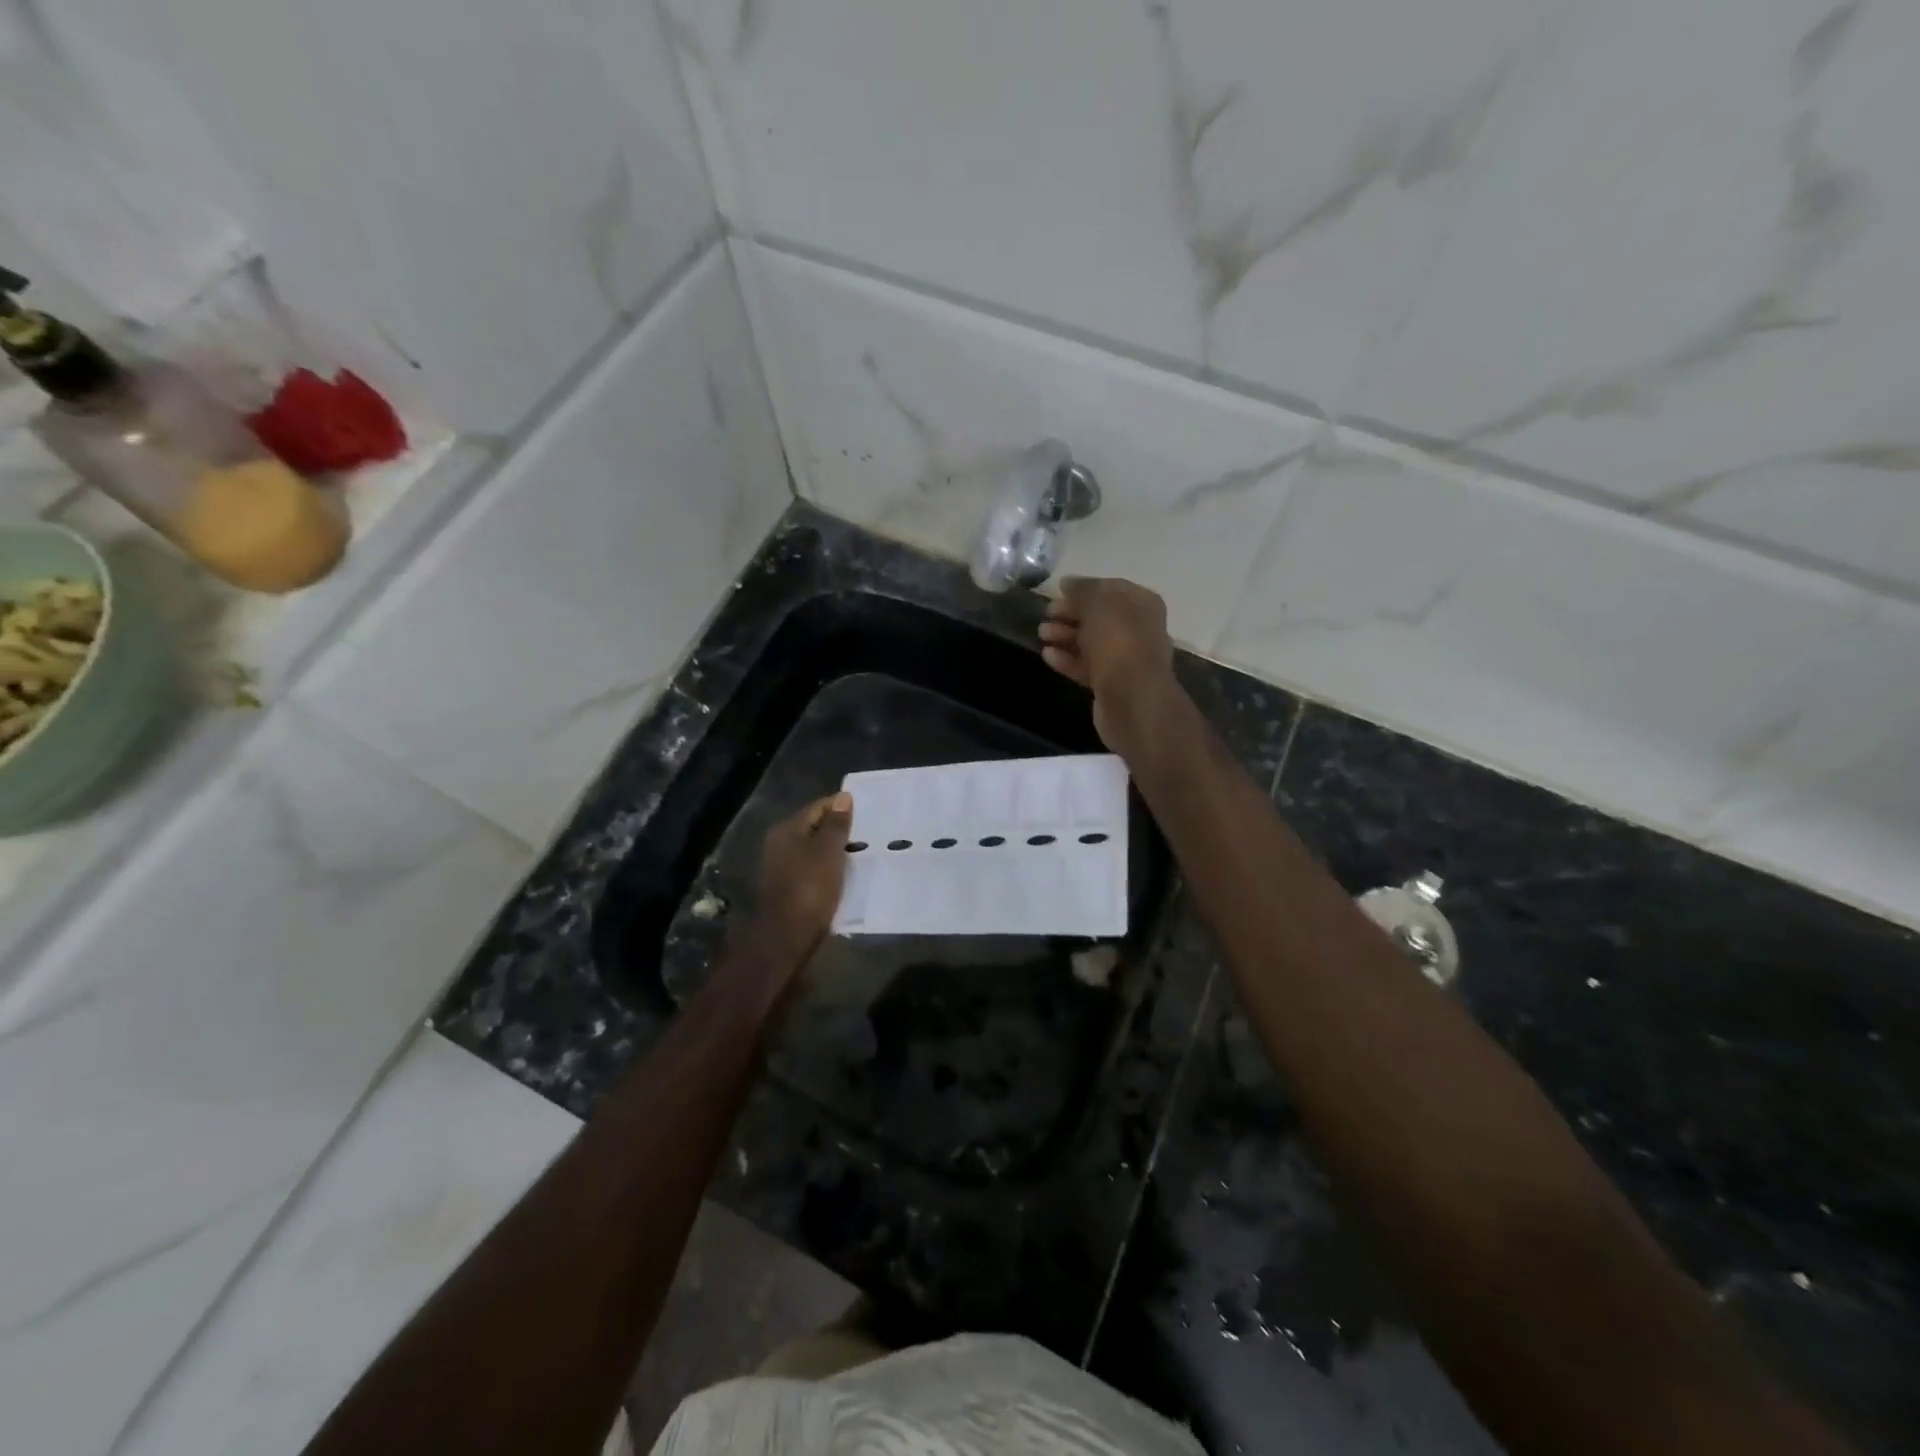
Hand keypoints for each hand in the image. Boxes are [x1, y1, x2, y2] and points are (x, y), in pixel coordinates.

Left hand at [752, 792, 853, 955]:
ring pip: (816, 851)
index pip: (818, 807)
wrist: (787, 939)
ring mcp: (783, 868)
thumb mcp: (828, 852)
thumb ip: (836, 824)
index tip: (868, 815)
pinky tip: (848, 876)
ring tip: (864, 856)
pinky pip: (815, 870)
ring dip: (837, 852)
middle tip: (870, 835)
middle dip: (841, 831)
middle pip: (816, 829)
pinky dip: (831, 870)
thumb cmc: (809, 889)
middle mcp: (780, 845)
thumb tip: (843, 797)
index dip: (842, 808)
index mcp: (786, 830)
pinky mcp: (790, 889)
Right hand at [1038, 577, 1183, 757]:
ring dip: (1065, 636)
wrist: (1133, 699)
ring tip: (1041, 634)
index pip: (1109, 588)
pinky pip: (1087, 666)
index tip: (1056, 592)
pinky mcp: (1112, 683)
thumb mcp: (1098, 604)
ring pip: (1091, 642)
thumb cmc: (1118, 642)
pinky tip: (1047, 656)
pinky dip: (1068, 659)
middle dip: (1070, 613)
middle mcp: (1137, 628)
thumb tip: (1067, 583)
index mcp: (1141, 604)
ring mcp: (1125, 658)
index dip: (1082, 588)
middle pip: (1098, 616)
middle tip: (1046, 614)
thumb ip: (1082, 590)